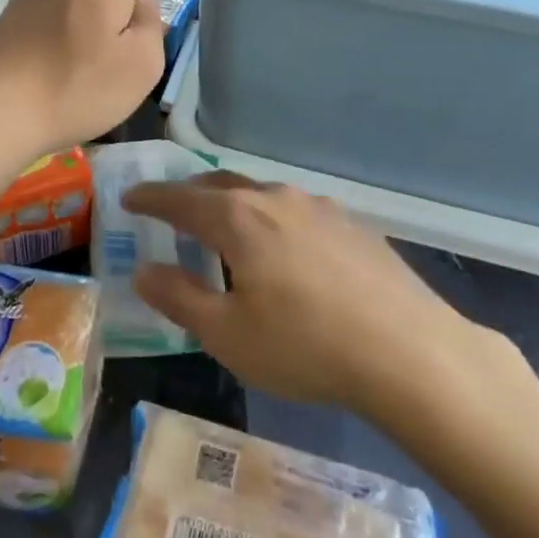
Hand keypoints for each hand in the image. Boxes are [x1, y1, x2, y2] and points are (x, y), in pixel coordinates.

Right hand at [127, 173, 522, 423]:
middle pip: (220, 186)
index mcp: (237, 219)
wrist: (410, 351)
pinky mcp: (350, 224)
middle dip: (189, 195)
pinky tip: (283, 249)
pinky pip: (294, 210)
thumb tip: (143, 271)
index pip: (179, 199)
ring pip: (260, 195)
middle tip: (170, 211)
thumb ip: (179, 298)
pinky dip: (270, 219)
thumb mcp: (228, 335)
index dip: (150, 198)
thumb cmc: (306, 346)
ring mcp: (317, 207)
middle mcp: (274, 199)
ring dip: (233, 206)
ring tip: (225, 230)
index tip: (128, 197)